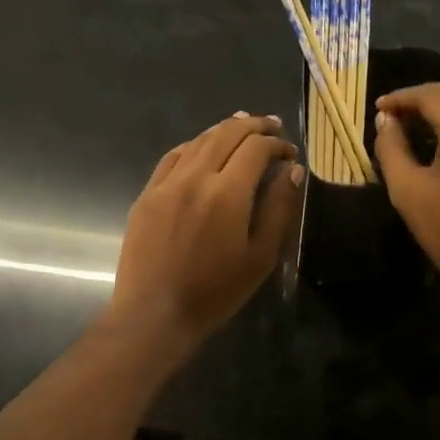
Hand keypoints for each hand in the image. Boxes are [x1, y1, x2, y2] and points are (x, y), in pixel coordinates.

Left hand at [107, 113, 302, 357]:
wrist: (155, 314)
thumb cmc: (215, 292)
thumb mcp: (260, 256)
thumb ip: (279, 208)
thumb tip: (292, 170)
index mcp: (227, 192)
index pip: (256, 148)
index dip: (277, 144)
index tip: (290, 153)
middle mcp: (194, 177)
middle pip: (226, 134)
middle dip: (253, 126)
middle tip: (272, 126)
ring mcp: (166, 183)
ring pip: (198, 141)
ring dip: (223, 130)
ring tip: (242, 127)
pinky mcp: (147, 195)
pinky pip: (173, 157)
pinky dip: (194, 145)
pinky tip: (202, 149)